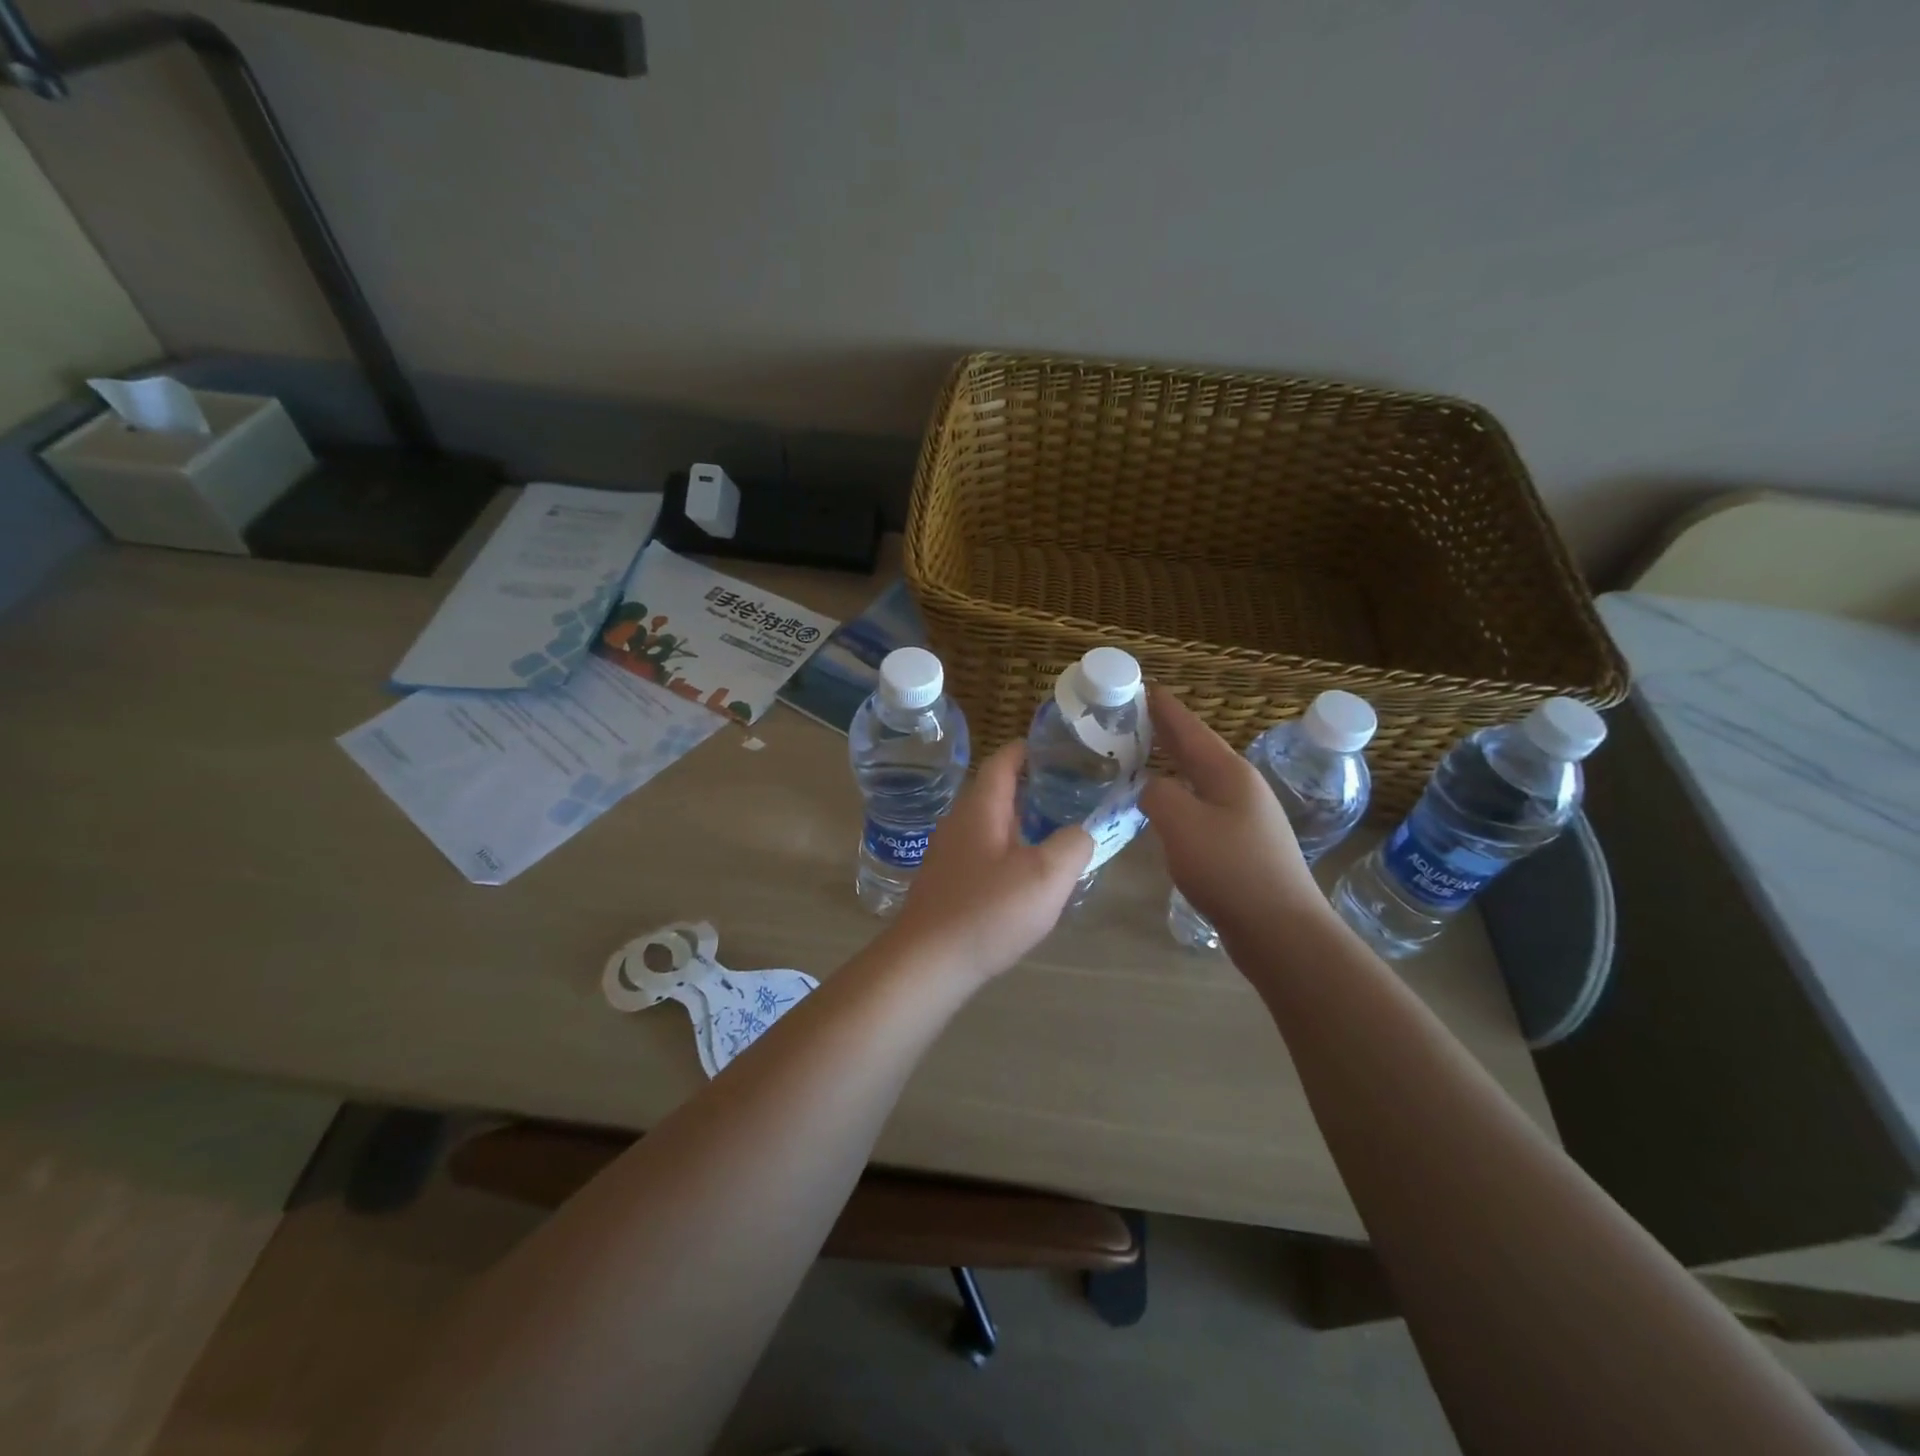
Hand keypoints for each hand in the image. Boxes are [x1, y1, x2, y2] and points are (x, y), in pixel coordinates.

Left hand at [888, 742, 1092, 983]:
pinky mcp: (945, 882)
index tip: (1056, 747)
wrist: (928, 962)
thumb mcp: (1047, 876)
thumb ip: (1073, 845)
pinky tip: (1025, 875)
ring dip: (1019, 822)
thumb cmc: (988, 911)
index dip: (1028, 749)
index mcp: (981, 808)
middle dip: (1030, 787)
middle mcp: (959, 821)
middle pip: (996, 791)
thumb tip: (1079, 833)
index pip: (1003, 761)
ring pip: (989, 824)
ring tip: (1054, 831)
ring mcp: (947, 853)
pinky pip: (981, 852)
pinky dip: (1006, 850)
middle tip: (1069, 791)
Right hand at [1141, 687, 1323, 944]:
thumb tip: (1153, 788)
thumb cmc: (1230, 869)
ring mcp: (1246, 818)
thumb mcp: (1181, 822)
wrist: (1281, 930)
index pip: (1189, 728)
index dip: (1164, 708)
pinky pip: (1202, 809)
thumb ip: (1158, 794)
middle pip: (1197, 750)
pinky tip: (1165, 809)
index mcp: (1229, 773)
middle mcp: (1241, 788)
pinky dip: (1179, 798)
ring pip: (1199, 781)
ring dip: (1172, 766)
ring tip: (1142, 758)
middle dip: (1166, 733)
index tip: (1143, 686)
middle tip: (1134, 717)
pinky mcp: (1242, 847)